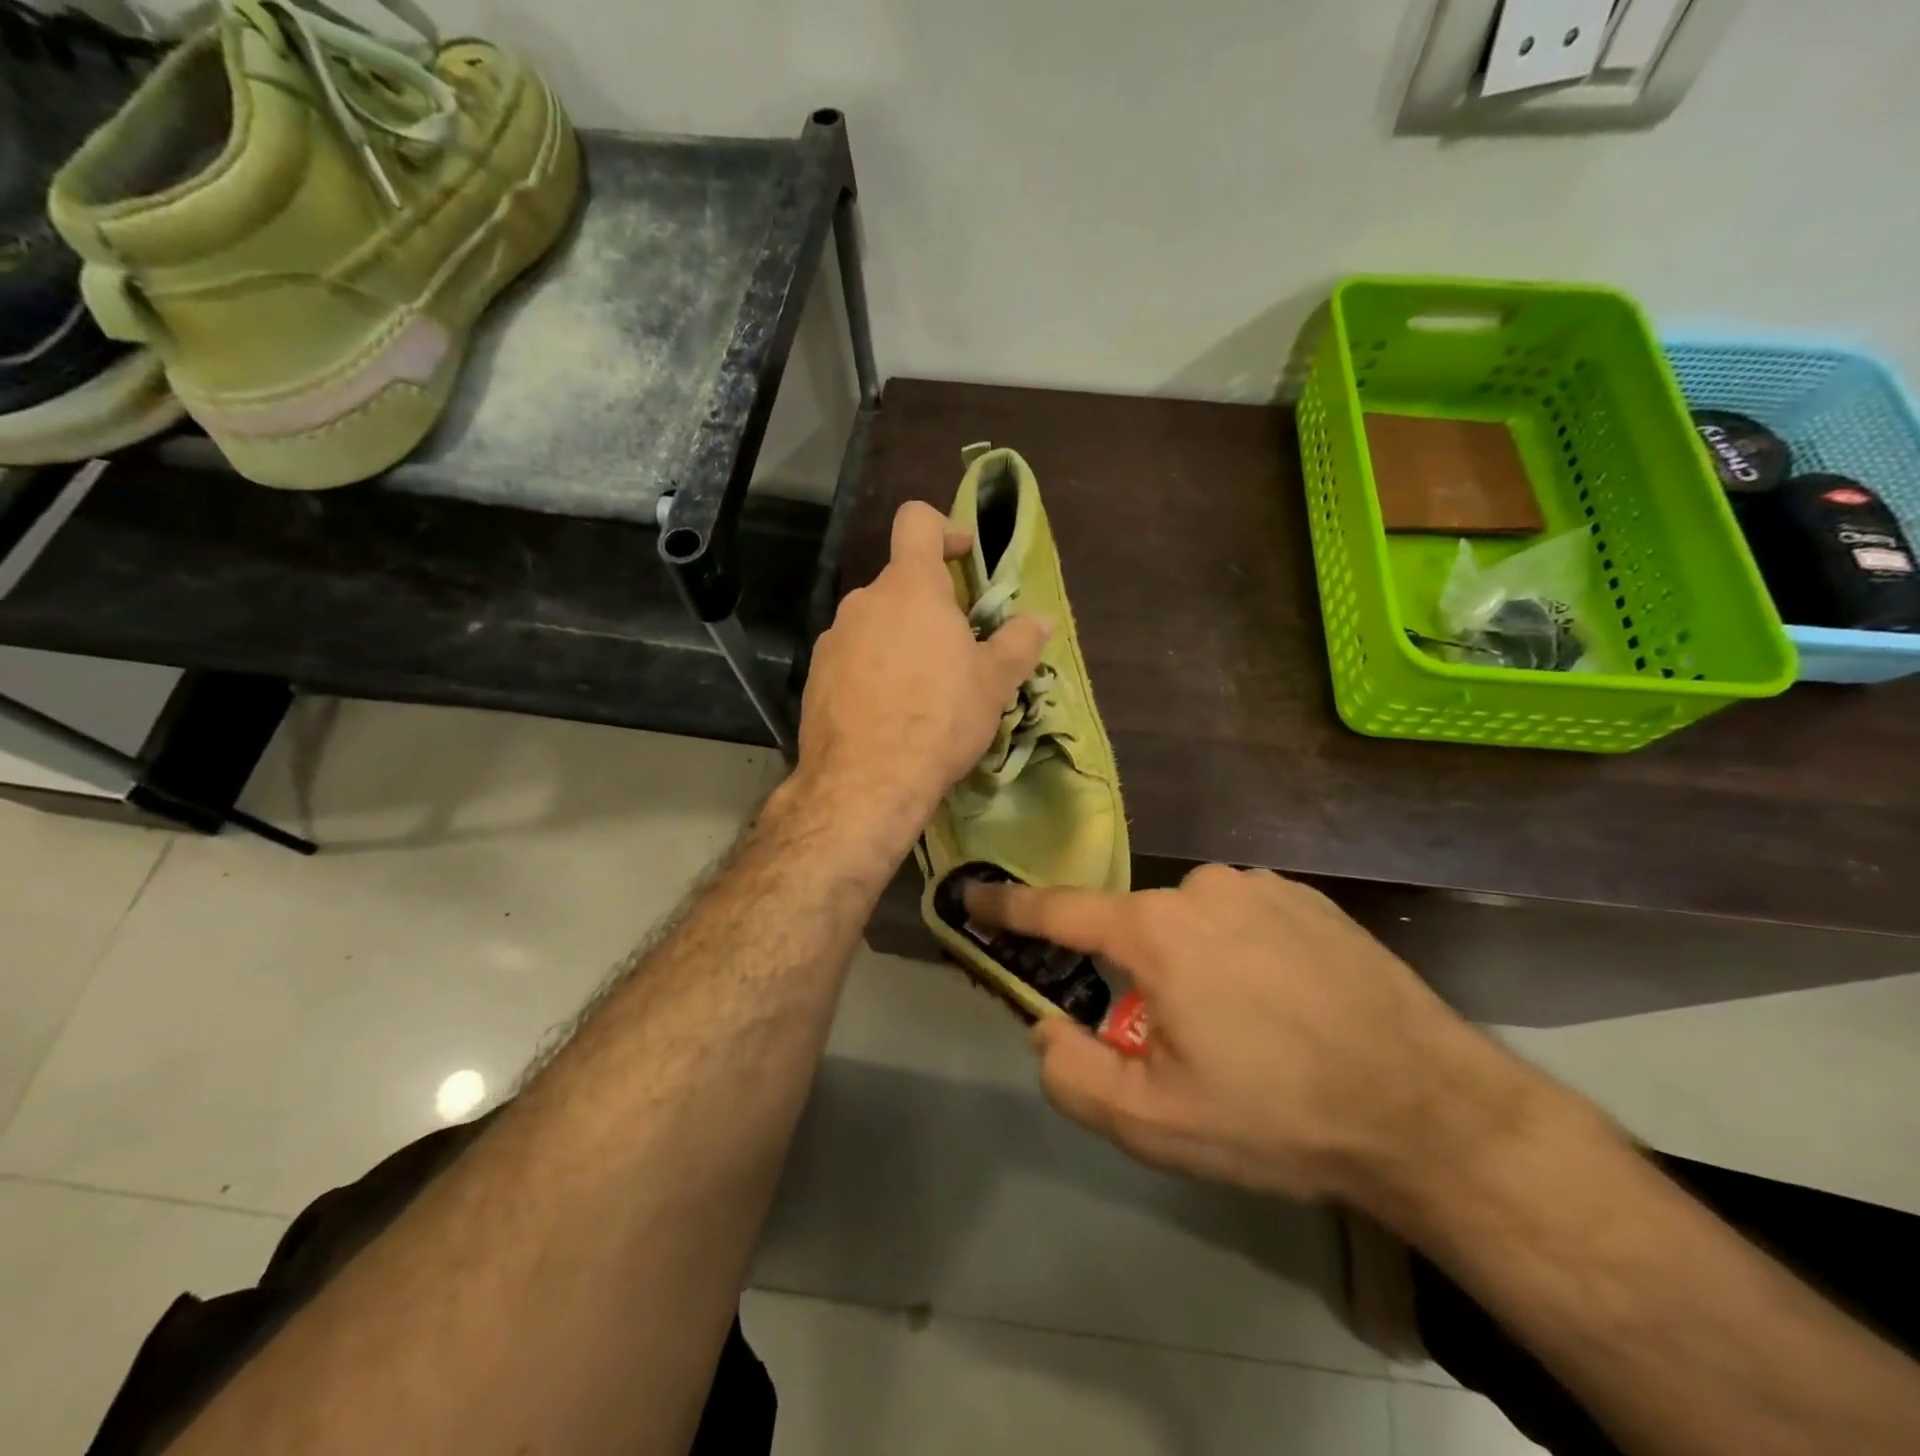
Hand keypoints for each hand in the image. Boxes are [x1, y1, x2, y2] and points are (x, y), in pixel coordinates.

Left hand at [798, 502, 1049, 846]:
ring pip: (876, 624)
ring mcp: (834, 640)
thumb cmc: (940, 719)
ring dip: (902, 641)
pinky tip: (890, 712)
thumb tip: (1041, 620)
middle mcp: (864, 603)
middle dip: (931, 606)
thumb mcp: (993, 683)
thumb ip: (1018, 643)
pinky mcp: (816, 677)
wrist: (865, 782)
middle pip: (901, 584)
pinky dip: (874, 670)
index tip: (965, 558)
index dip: (944, 528)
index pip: (917, 522)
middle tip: (959, 649)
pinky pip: (853, 658)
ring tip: (925, 690)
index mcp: (910, 589)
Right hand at [965, 865, 1538, 1205]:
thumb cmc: (1277, 1115)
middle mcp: (1201, 888)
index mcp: (1156, 932)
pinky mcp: (1308, 897)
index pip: (1059, 911)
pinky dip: (1240, 952)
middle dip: (1137, 978)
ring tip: (1247, 1029)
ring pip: (1191, 923)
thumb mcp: (1155, 1122)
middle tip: (1181, 1043)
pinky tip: (1286, 1003)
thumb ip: (1074, 1073)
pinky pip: (1243, 917)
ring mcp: (1260, 885)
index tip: (974, 894)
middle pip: (1136, 928)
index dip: (1010, 906)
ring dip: (1193, 966)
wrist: (1428, 1109)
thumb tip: (1047, 1026)